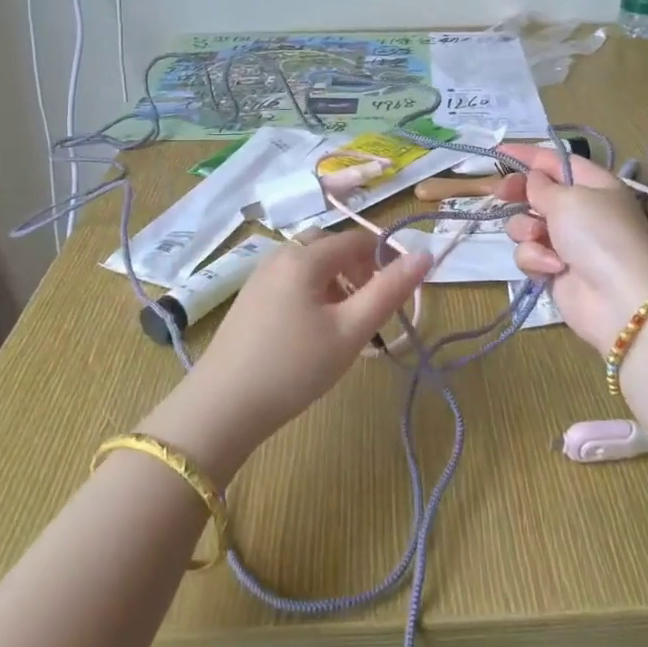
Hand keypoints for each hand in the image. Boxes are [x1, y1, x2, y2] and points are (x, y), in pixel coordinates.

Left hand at [140, 231, 429, 480]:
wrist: (222, 407)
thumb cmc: (294, 367)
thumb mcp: (351, 330)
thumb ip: (390, 290)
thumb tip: (425, 254)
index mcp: (305, 256)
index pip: (358, 240)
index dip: (386, 259)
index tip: (401, 293)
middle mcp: (280, 255)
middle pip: (332, 247)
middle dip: (360, 269)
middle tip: (373, 309)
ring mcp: (260, 276)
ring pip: (311, 264)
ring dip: (338, 282)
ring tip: (348, 324)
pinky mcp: (249, 298)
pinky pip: (292, 280)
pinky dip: (314, 292)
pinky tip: (315, 331)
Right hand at [497, 148, 647, 350]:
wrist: (619, 300)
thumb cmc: (598, 235)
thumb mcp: (569, 199)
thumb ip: (542, 185)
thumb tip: (533, 179)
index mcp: (594, 185)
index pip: (556, 161)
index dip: (527, 155)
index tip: (497, 153)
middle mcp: (581, 210)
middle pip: (538, 192)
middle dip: (519, 193)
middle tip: (500, 194)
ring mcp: (567, 242)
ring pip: (527, 224)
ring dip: (527, 229)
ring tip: (539, 238)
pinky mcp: (555, 269)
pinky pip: (530, 254)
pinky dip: (537, 258)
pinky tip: (552, 267)